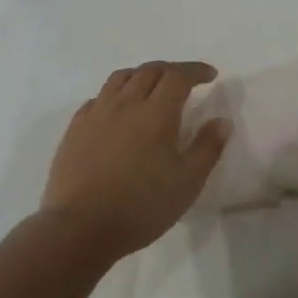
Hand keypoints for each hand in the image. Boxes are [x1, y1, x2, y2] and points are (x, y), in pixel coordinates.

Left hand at [39, 60, 230, 262]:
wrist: (80, 228)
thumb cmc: (141, 207)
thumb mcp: (187, 183)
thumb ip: (207, 148)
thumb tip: (222, 121)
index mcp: (156, 113)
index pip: (178, 76)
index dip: (196, 70)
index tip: (210, 75)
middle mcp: (125, 104)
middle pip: (150, 70)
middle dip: (172, 70)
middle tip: (185, 81)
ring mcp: (96, 114)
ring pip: (121, 77)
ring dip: (142, 75)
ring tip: (152, 88)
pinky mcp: (75, 128)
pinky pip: (99, 97)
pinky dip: (116, 94)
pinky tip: (118, 110)